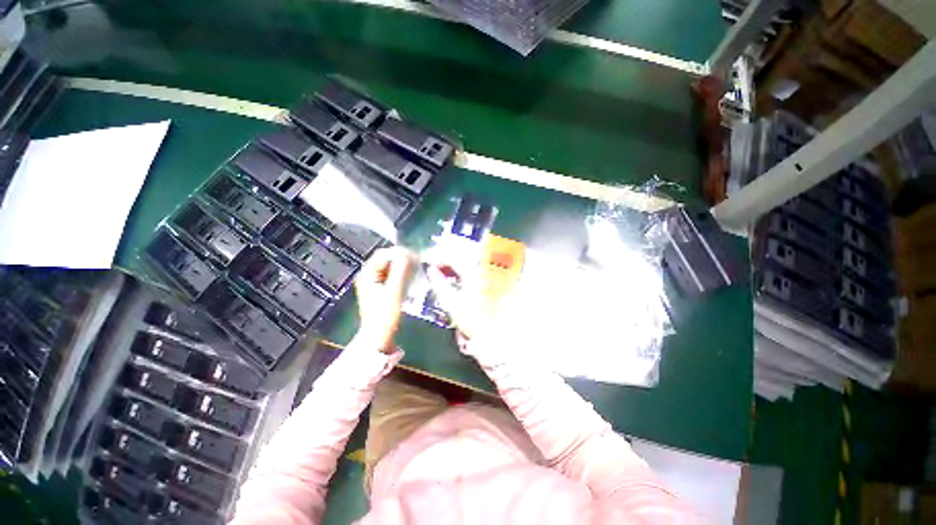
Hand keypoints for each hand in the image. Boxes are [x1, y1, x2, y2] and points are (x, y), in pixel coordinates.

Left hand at [355, 247, 415, 352]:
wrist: (379, 337)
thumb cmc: (385, 315)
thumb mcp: (394, 292)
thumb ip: (401, 271)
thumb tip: (408, 252)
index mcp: (367, 274)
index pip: (384, 254)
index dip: (399, 253)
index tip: (415, 257)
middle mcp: (369, 276)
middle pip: (387, 260)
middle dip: (402, 260)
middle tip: (417, 264)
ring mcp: (375, 283)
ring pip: (391, 268)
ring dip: (403, 267)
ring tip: (416, 271)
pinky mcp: (382, 290)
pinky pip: (393, 276)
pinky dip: (402, 275)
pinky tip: (411, 279)